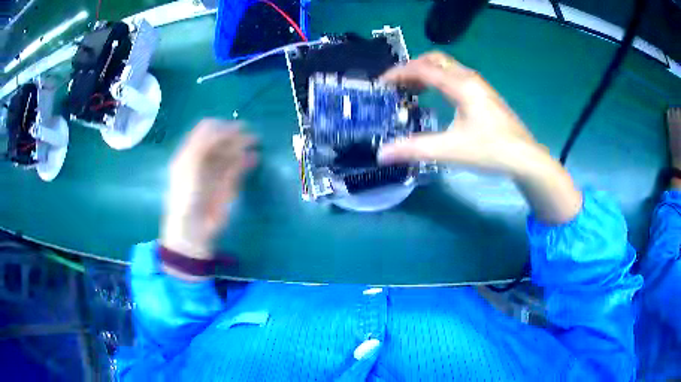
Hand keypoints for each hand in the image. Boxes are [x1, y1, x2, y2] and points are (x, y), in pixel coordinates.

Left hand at [161, 119, 256, 258]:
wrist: (193, 227)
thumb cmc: (186, 193)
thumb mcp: (190, 163)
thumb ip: (205, 143)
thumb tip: (224, 128)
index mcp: (190, 152)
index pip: (205, 130)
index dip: (219, 126)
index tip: (233, 127)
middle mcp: (203, 159)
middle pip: (220, 140)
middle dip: (234, 135)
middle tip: (249, 134)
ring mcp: (216, 172)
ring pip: (231, 153)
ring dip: (242, 146)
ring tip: (255, 142)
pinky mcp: (228, 186)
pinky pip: (238, 169)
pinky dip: (247, 161)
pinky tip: (255, 158)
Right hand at [378, 51, 538, 173]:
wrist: (525, 158)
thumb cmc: (491, 150)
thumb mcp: (451, 150)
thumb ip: (415, 149)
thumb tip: (382, 154)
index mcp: (460, 85)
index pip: (422, 69)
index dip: (398, 73)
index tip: (381, 84)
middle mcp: (469, 78)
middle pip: (435, 60)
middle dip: (412, 68)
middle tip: (397, 85)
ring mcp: (479, 85)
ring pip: (447, 67)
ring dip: (427, 73)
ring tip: (413, 91)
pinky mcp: (485, 95)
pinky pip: (456, 77)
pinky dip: (440, 81)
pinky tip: (438, 99)